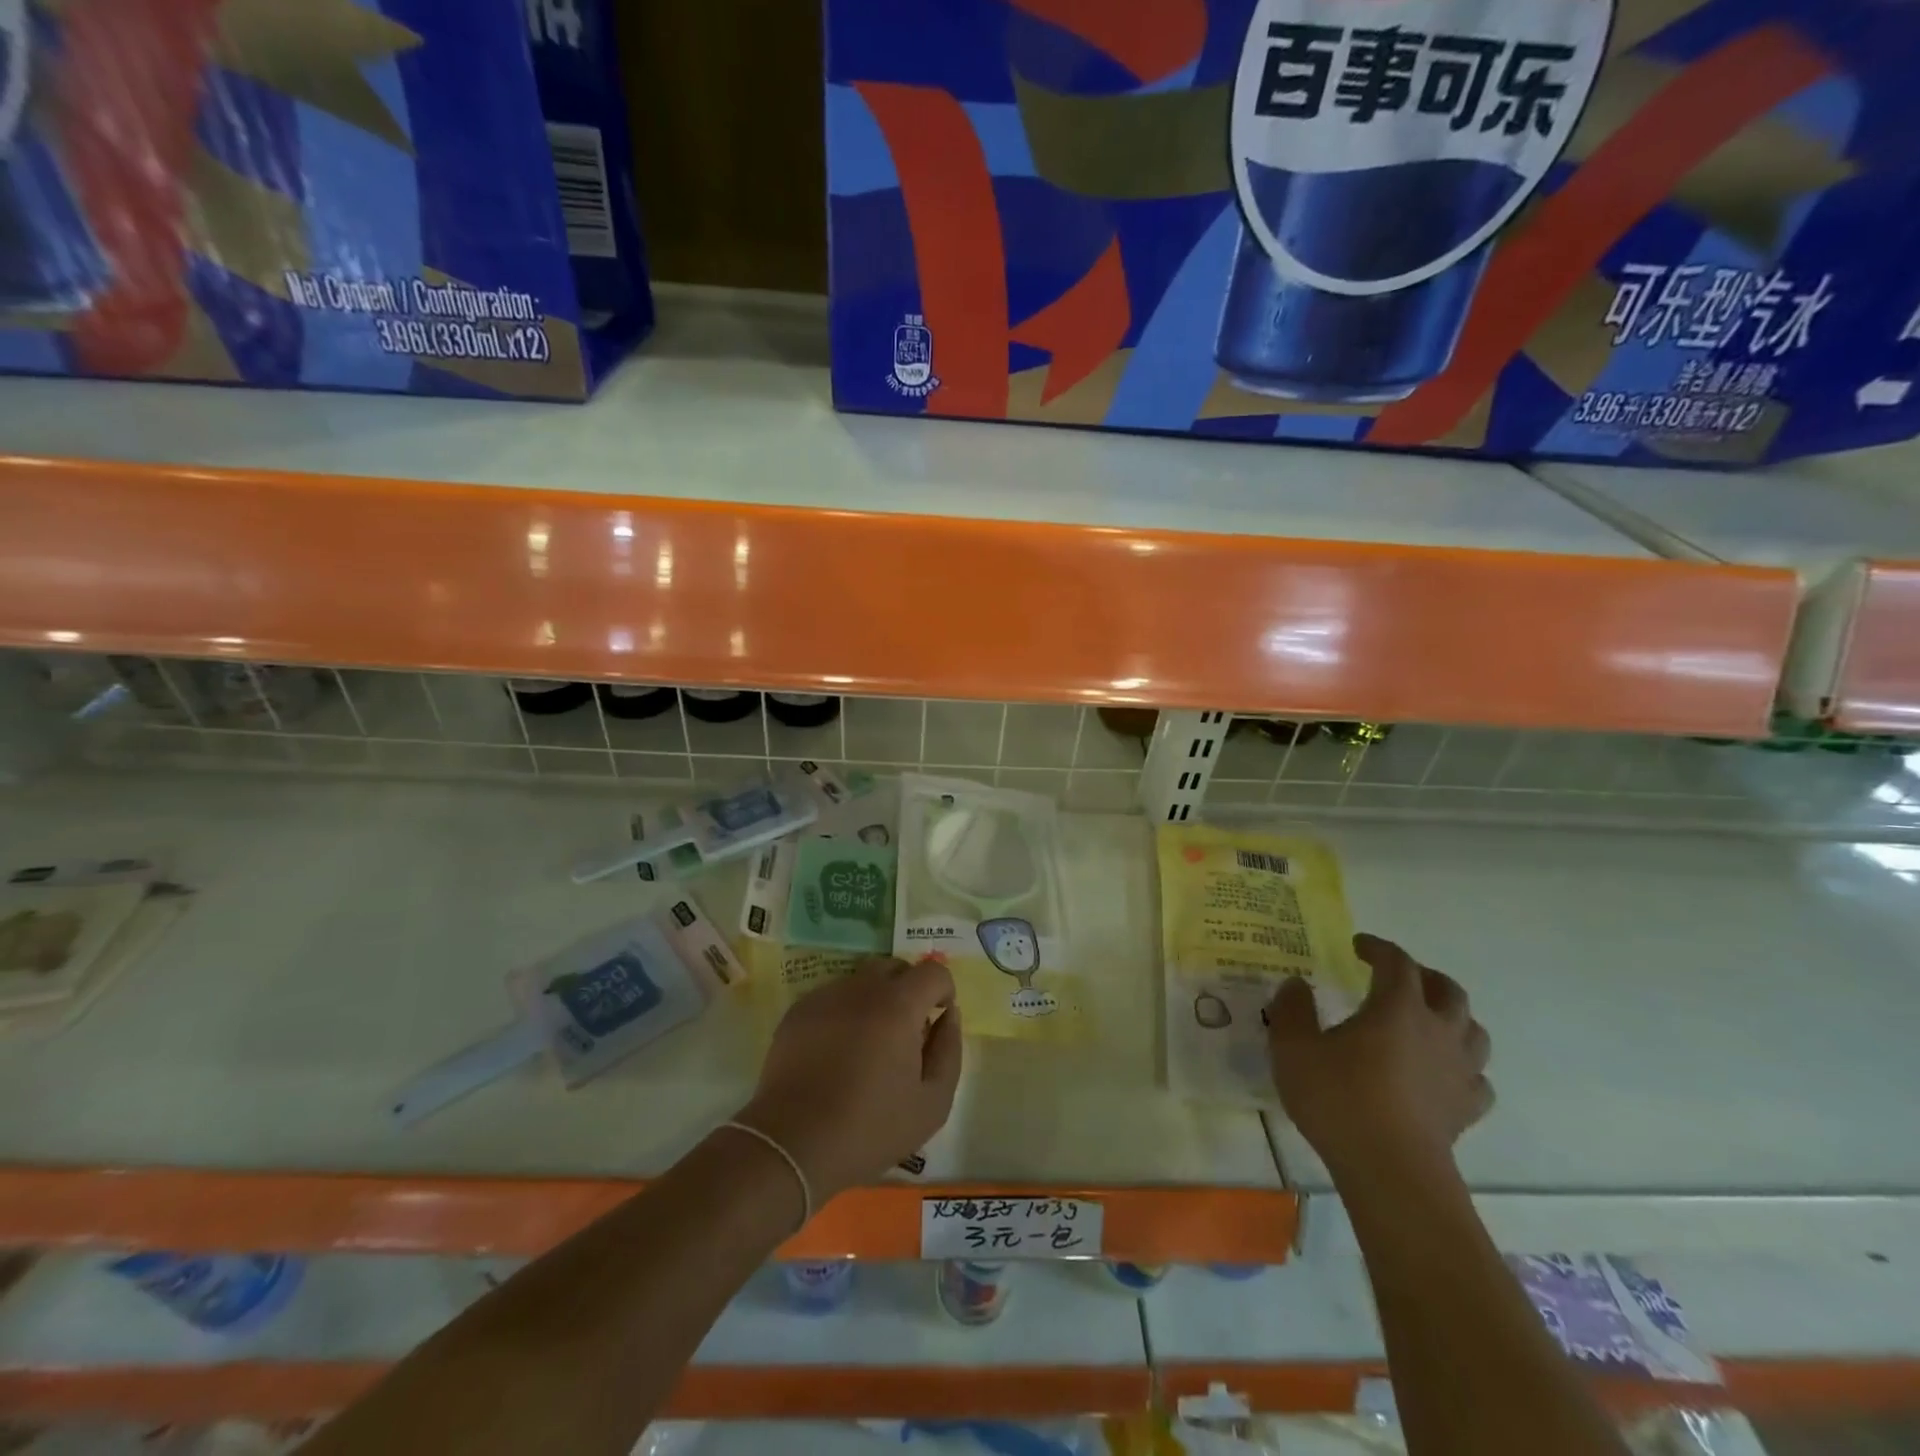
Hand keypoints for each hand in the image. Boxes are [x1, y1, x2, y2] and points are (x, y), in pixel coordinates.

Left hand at [735, 956, 962, 1201]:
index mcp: (898, 1005)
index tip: (937, 1020)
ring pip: (861, 980)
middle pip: (895, 967)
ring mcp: (825, 996)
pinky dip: (844, 1012)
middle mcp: (861, 988)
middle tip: (905, 1032)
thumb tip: (948, 1015)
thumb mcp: (932, 1103)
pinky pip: (833, 997)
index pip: (933, 971)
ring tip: (868, 1045)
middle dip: (909, 990)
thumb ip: (949, 1049)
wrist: (792, 1145)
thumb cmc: (870, 1128)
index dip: (943, 991)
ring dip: (875, 1000)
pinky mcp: (798, 1012)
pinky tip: (837, 1053)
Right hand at [1266, 934, 1491, 1182]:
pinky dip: (1462, 1066)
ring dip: (1452, 1017)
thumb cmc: (1339, 1099)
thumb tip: (1296, 984)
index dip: (1378, 948)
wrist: (1391, 1171)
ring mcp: (1459, 1072)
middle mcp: (1437, 1031)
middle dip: (1424, 976)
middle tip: (1397, 977)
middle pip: (1448, 990)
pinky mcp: (1466, 1109)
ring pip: (1472, 1031)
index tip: (1358, 946)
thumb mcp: (1293, 1047)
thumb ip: (1292, 1009)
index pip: (1397, 963)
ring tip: (1427, 1020)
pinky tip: (1442, 1073)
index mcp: (1397, 1008)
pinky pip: (1476, 1077)